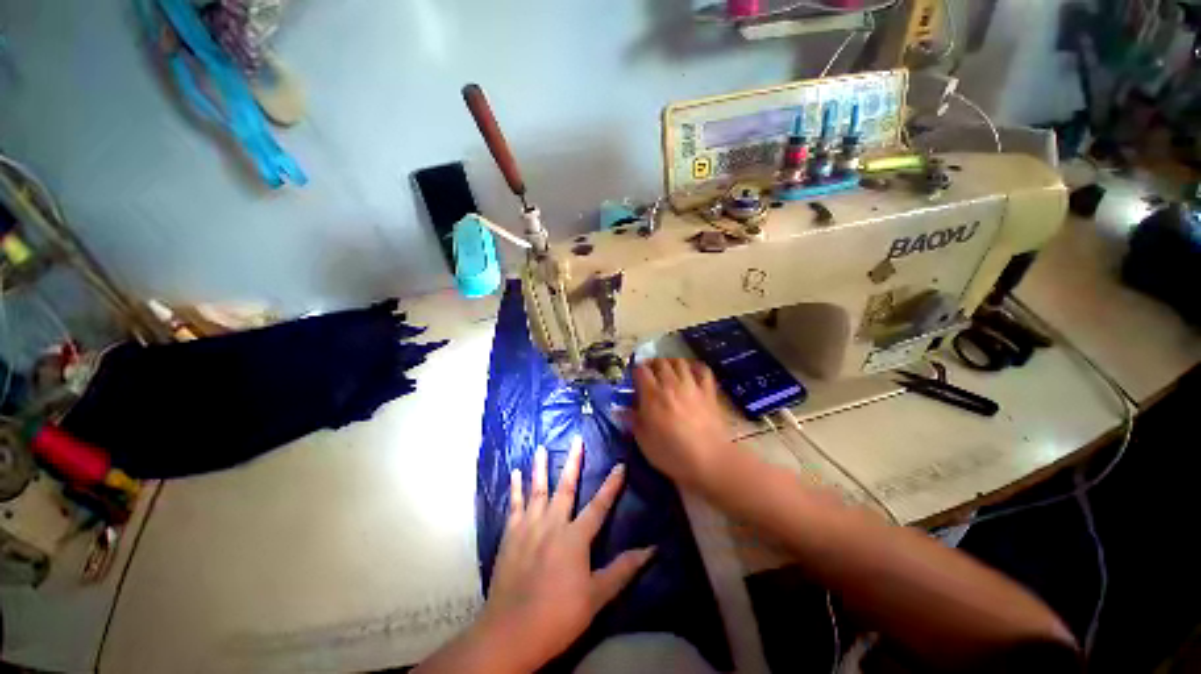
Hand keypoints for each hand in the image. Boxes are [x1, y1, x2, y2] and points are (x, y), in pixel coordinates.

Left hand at [476, 438, 654, 671]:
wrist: (511, 632)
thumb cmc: (559, 615)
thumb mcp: (596, 596)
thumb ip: (623, 569)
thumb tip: (651, 550)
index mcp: (575, 537)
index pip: (599, 505)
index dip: (612, 485)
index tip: (620, 465)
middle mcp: (552, 524)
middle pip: (566, 487)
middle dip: (573, 462)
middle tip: (577, 440)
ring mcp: (529, 527)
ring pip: (537, 490)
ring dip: (540, 467)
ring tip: (541, 447)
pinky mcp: (510, 535)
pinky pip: (514, 505)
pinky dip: (514, 488)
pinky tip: (515, 474)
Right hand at [629, 359, 735, 490]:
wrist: (709, 461)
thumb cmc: (671, 454)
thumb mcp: (644, 441)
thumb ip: (632, 421)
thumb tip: (620, 409)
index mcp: (652, 395)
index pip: (641, 371)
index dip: (635, 370)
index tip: (634, 376)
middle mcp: (671, 384)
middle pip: (660, 362)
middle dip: (652, 364)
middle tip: (649, 372)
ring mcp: (692, 386)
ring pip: (680, 362)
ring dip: (671, 363)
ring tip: (668, 370)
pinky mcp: (709, 392)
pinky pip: (703, 371)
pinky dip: (696, 367)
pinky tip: (692, 371)